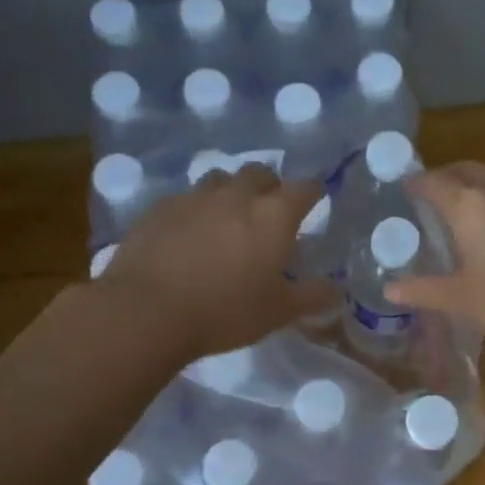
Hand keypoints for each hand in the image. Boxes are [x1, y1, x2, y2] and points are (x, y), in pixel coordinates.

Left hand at [101, 166, 336, 358]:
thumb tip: (337, 288)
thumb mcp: (279, 312)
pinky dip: (196, 210)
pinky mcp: (159, 208)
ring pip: (220, 179)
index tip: (315, 201)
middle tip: (270, 211)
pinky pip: (186, 198)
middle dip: (270, 186)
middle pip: (261, 172)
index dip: (313, 192)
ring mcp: (194, 197)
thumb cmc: (226, 311)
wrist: (147, 311)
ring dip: (231, 191)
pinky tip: (189, 235)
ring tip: (228, 219)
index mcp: (273, 215)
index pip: (305, 188)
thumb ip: (312, 296)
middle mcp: (237, 195)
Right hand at [386, 163, 484, 362]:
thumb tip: (391, 288)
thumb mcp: (465, 302)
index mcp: (470, 205)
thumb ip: (425, 290)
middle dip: (451, 178)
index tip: (409, 189)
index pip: (434, 181)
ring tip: (484, 211)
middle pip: (470, 170)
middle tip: (441, 197)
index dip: (418, 183)